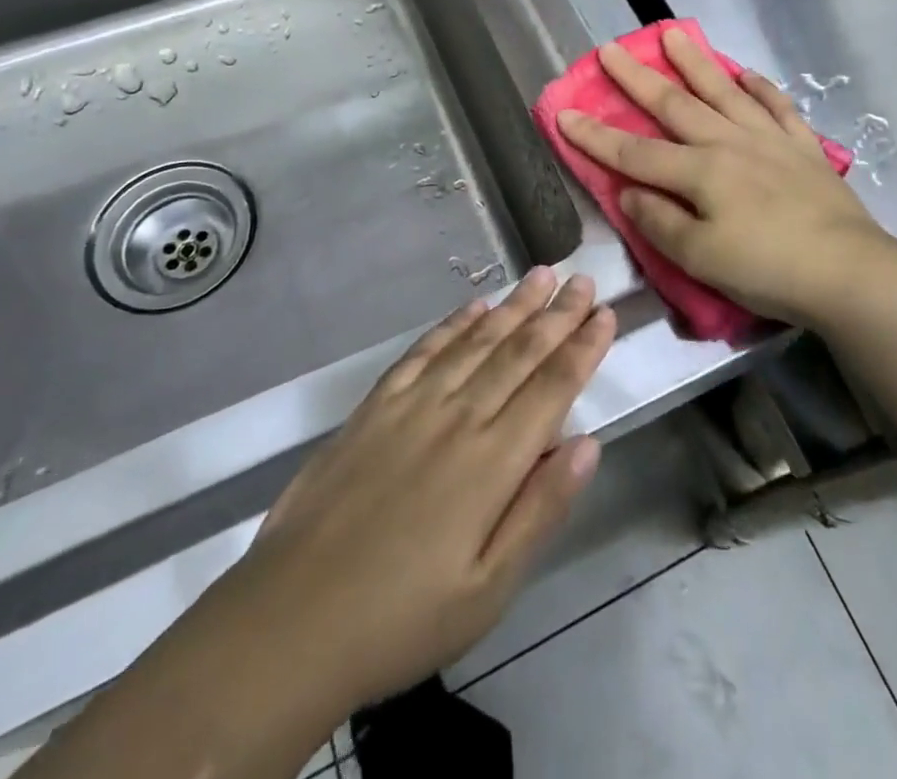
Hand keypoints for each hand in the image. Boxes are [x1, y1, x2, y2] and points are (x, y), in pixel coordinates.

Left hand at [234, 267, 613, 715]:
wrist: (291, 621)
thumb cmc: (403, 618)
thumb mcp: (489, 589)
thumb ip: (541, 509)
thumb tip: (588, 443)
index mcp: (493, 461)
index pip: (552, 388)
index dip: (583, 348)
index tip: (606, 313)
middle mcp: (459, 417)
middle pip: (519, 352)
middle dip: (557, 314)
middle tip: (582, 279)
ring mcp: (413, 405)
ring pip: (477, 341)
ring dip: (513, 306)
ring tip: (540, 275)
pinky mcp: (375, 407)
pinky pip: (424, 351)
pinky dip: (453, 325)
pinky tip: (474, 307)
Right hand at [558, 27, 896, 327]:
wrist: (848, 272)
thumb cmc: (767, 269)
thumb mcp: (700, 258)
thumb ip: (659, 222)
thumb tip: (631, 191)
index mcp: (700, 172)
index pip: (634, 152)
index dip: (595, 136)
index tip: (563, 112)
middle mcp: (729, 143)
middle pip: (674, 106)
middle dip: (637, 78)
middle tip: (611, 48)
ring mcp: (769, 140)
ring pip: (724, 92)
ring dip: (695, 63)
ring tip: (673, 34)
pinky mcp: (803, 148)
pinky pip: (777, 107)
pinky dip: (760, 88)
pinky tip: (747, 74)